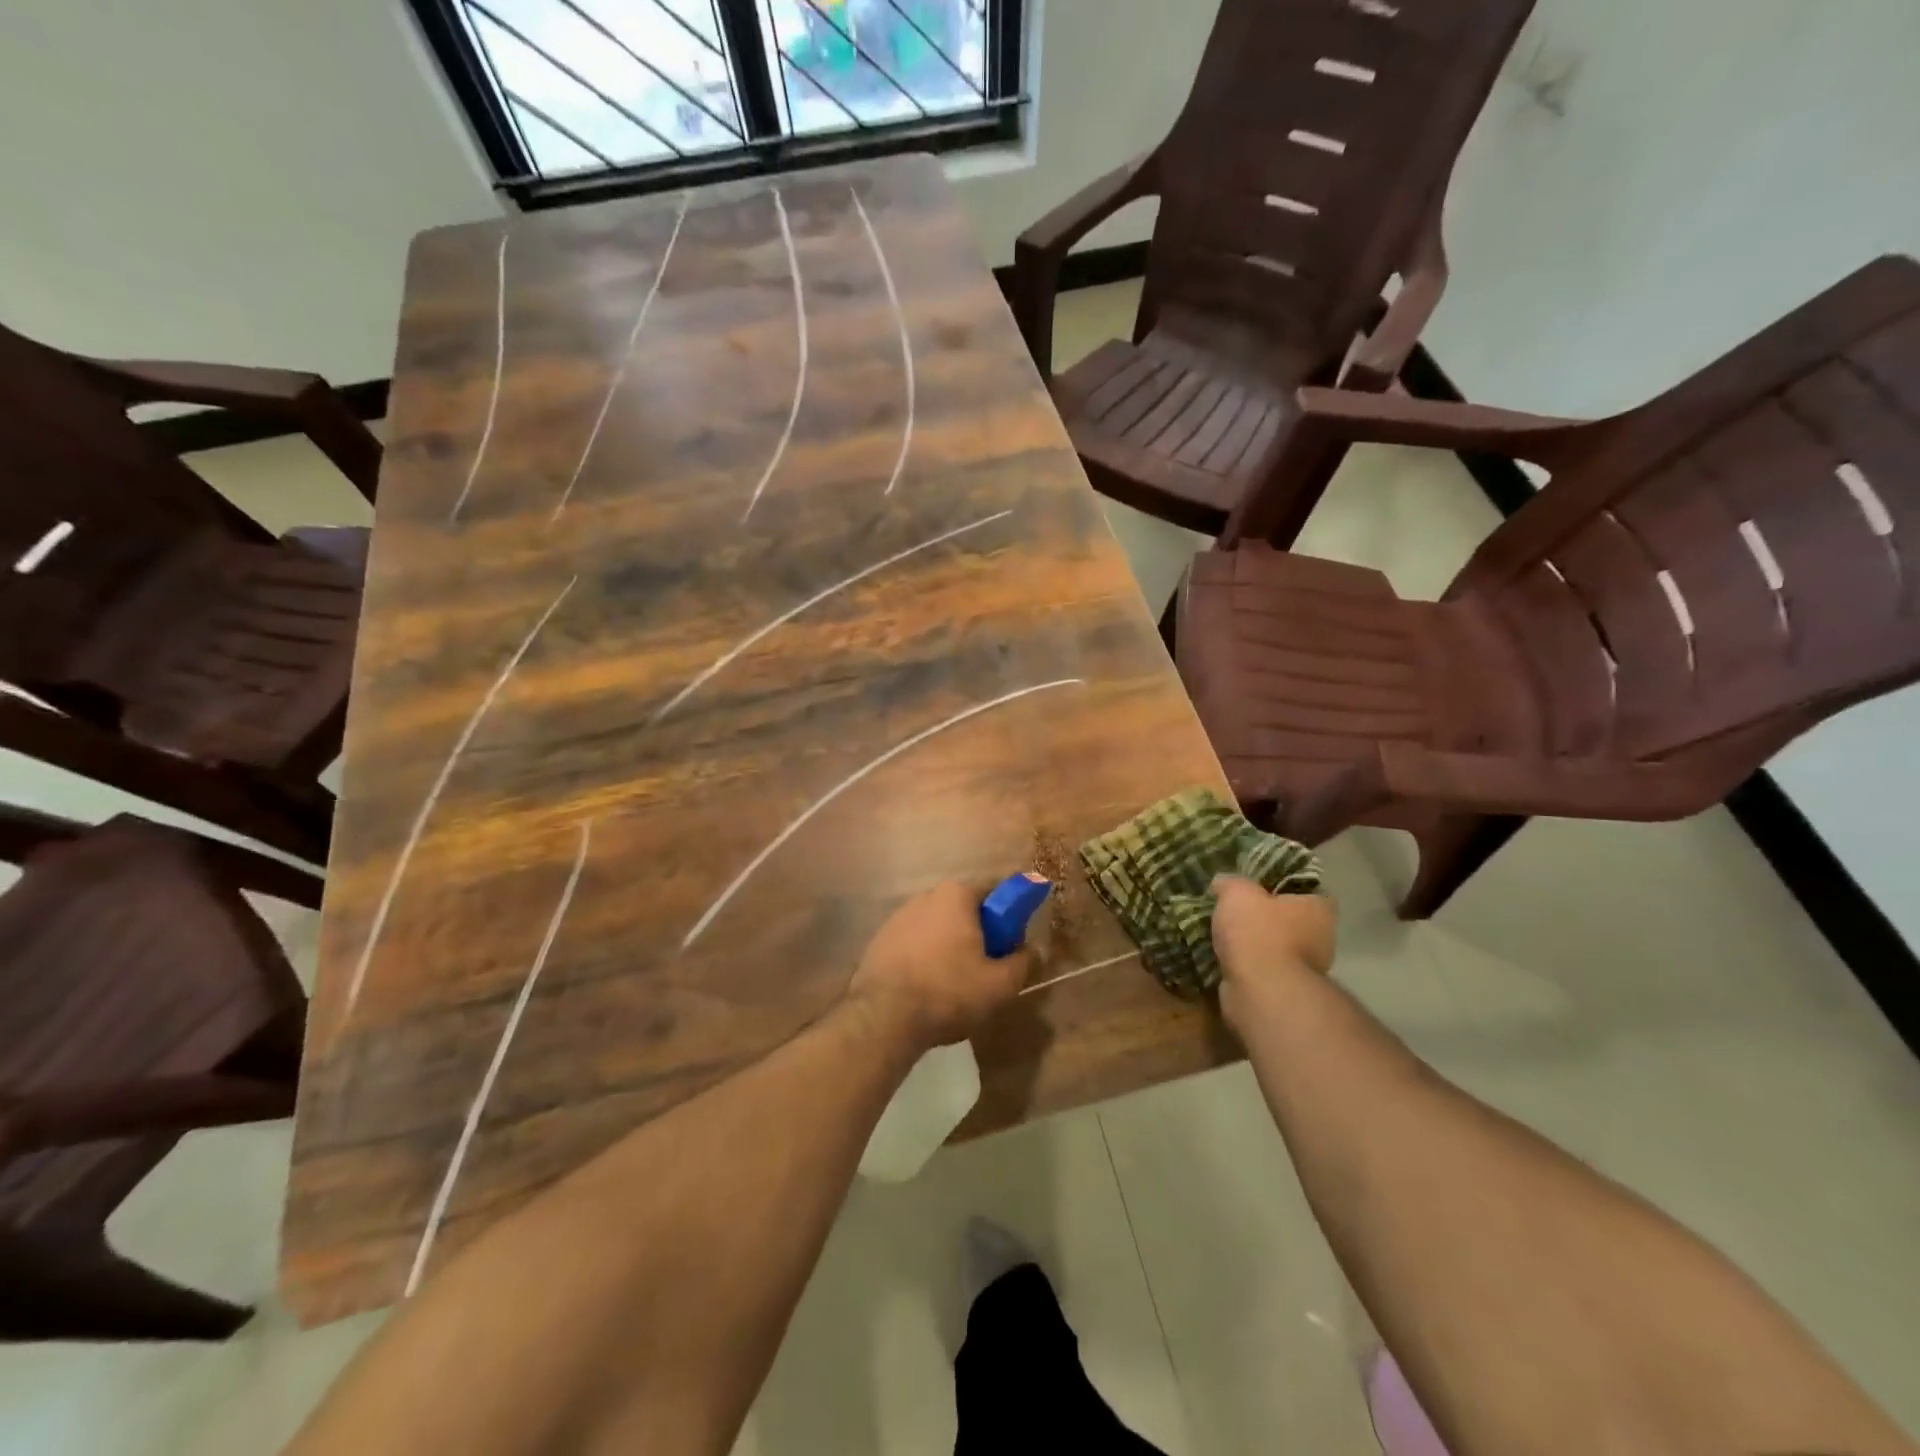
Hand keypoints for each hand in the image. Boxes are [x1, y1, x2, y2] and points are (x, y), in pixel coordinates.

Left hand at [847, 882, 1028, 1052]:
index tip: (1011, 946)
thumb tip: (1032, 950)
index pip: (994, 894)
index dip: (1008, 919)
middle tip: (986, 969)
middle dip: (978, 934)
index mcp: (957, 895)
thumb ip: (1023, 962)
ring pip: (937, 928)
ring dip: (949, 947)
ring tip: (954, 985)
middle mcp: (926, 896)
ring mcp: (898, 916)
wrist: (883, 1017)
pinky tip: (926, 988)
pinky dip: (924, 958)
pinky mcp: (879, 939)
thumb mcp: (1000, 985)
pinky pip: (914, 943)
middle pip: (964, 911)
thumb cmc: (948, 992)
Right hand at [1211, 874, 1336, 1029]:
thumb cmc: (1258, 932)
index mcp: (1318, 909)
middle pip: (1288, 918)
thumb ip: (1231, 882)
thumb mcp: (1237, 892)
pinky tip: (1221, 956)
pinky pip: (1261, 969)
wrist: (1260, 991)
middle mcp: (1320, 938)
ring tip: (1220, 932)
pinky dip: (1244, 965)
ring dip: (1252, 943)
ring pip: (1273, 946)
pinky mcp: (1284, 991)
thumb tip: (1222, 882)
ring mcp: (1304, 969)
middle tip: (1233, 907)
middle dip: (1263, 915)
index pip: (1305, 888)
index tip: (1256, 883)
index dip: (1281, 883)